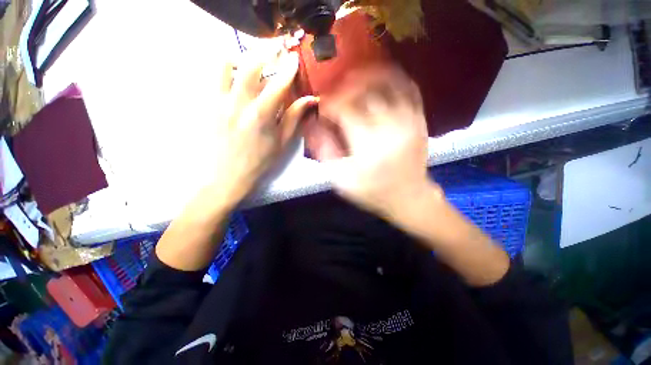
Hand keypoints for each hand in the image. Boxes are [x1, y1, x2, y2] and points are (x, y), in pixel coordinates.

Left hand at [212, 50, 316, 203]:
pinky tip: (235, 75)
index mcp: (262, 116)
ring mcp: (220, 101)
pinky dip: (226, 68)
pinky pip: (214, 76)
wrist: (226, 175)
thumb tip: (309, 99)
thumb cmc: (259, 161)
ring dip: (243, 57)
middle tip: (276, 47)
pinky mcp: (208, 104)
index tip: (294, 58)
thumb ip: (294, 118)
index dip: (288, 68)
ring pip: (227, 64)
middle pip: (251, 65)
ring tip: (253, 61)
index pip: (278, 84)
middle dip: (267, 51)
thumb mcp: (282, 142)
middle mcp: (239, 103)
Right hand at [320, 67, 439, 216]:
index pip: (344, 109)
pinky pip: (409, 87)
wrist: (409, 197)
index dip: (330, 104)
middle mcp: (389, 127)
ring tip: (353, 79)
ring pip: (388, 82)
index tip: (323, 108)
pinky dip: (392, 77)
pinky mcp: (420, 119)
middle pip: (365, 91)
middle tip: (335, 93)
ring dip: (367, 75)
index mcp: (368, 145)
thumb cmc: (373, 191)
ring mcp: (408, 120)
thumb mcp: (342, 180)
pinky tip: (380, 79)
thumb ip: (325, 152)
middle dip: (344, 88)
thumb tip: (312, 125)